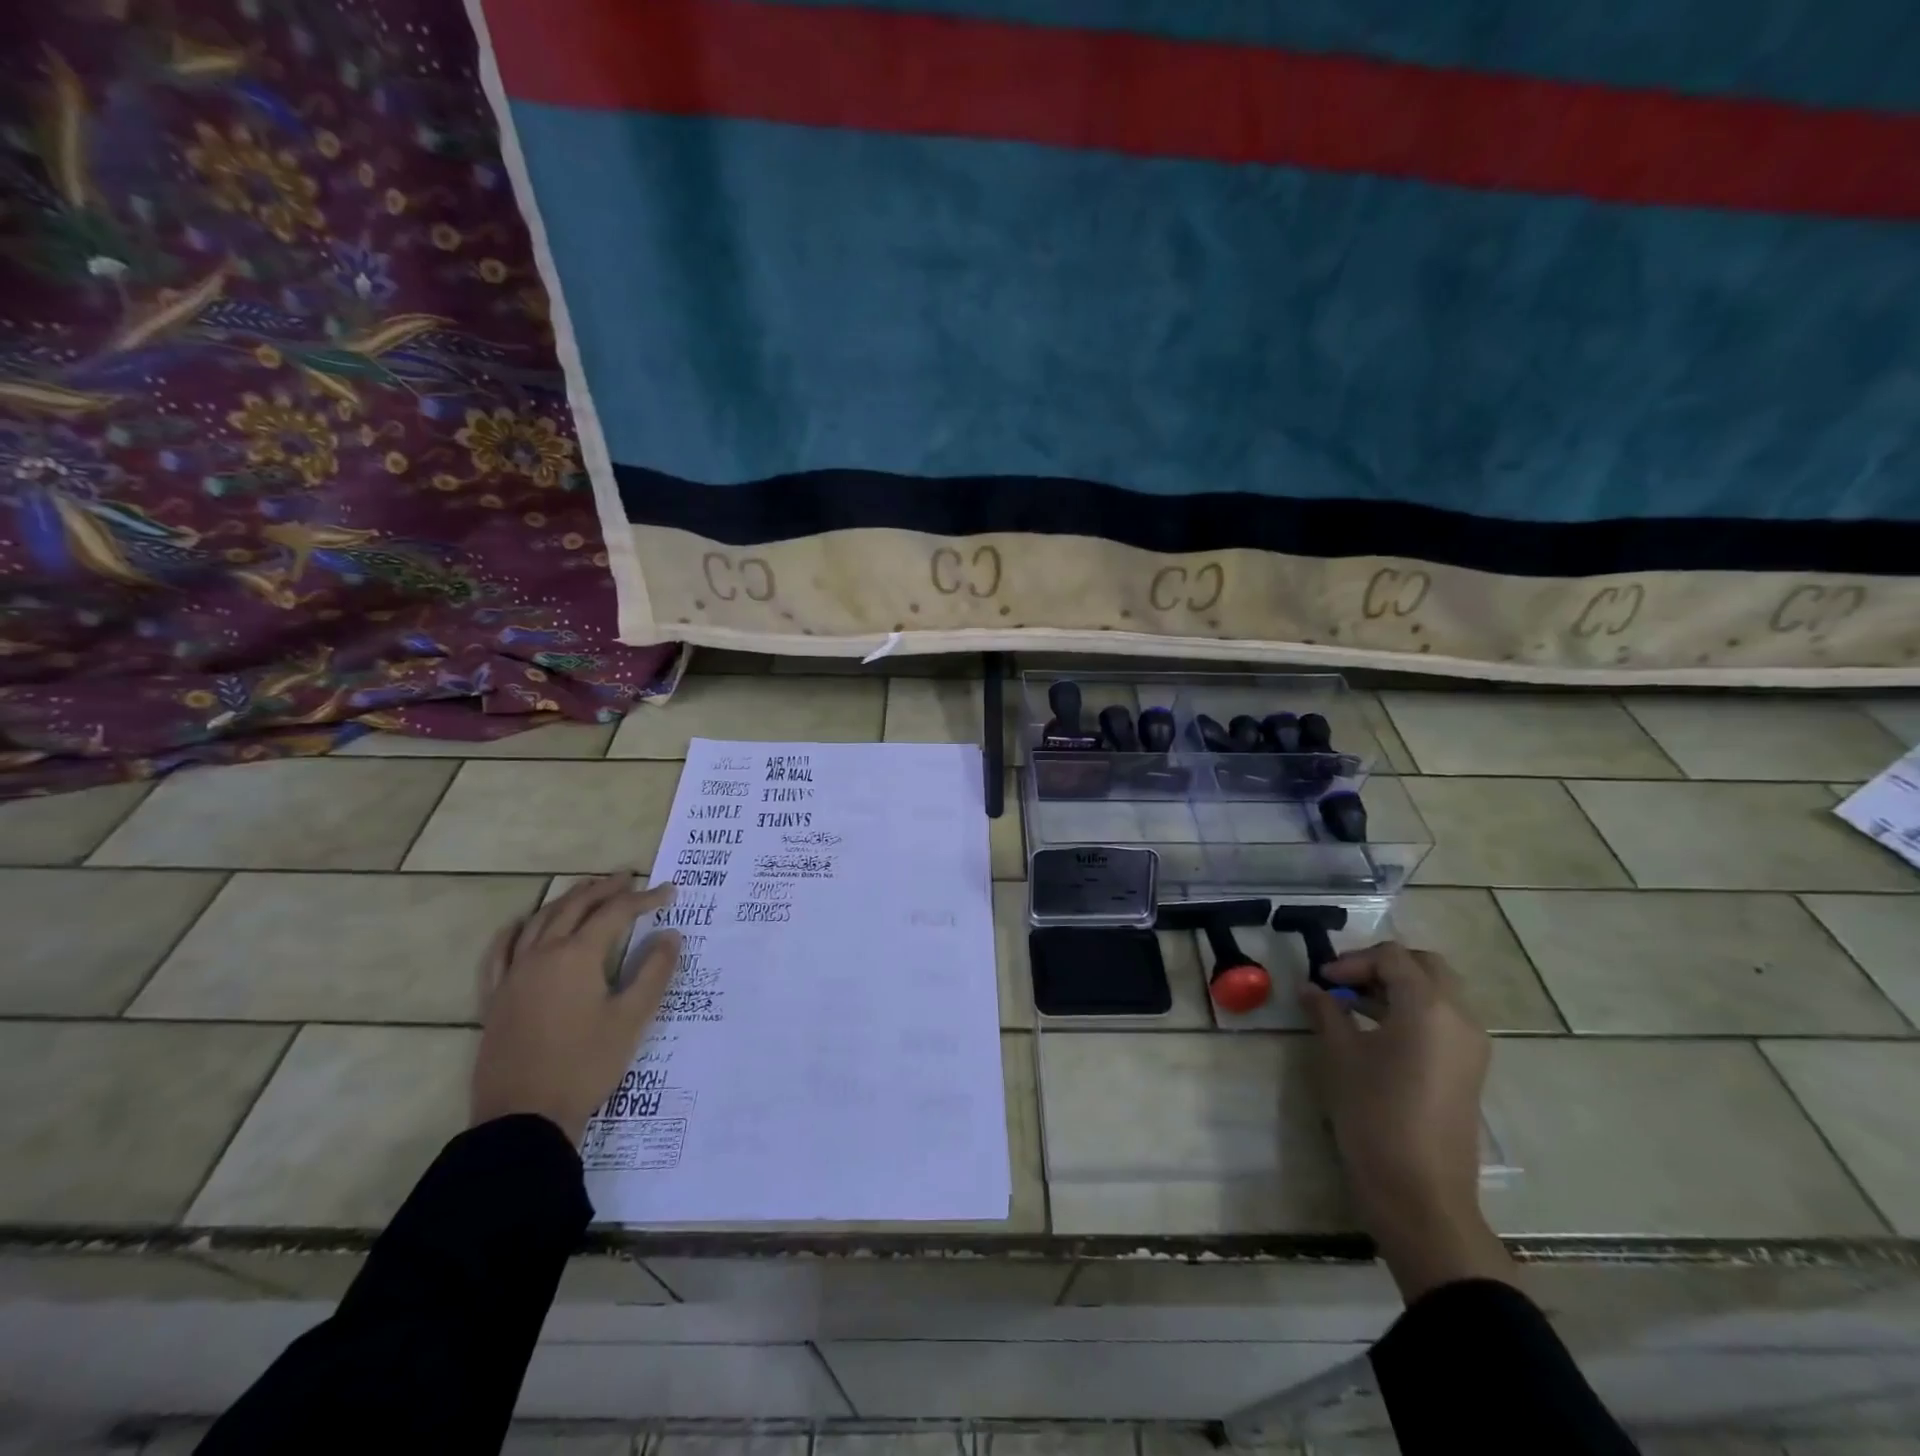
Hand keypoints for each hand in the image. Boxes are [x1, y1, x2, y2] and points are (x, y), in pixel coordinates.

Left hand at [471, 872, 682, 1146]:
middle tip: (628, 879)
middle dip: (604, 889)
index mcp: (577, 956)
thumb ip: (654, 972)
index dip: (645, 899)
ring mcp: (512, 975)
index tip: (669, 892)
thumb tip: (671, 934)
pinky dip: (515, 930)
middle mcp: (541, 955)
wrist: (524, 1118)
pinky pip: (499, 952)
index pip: (615, 913)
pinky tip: (521, 925)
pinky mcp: (494, 998)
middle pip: (574, 907)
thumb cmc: (585, 1065)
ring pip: (538, 921)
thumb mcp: (631, 1019)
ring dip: (566, 900)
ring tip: (586, 891)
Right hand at [1299, 940, 1513, 1299]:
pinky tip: (1378, 1032)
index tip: (1323, 981)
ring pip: (1438, 992)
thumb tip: (1311, 988)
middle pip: (1425, 966)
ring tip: (1354, 1006)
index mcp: (1429, 1007)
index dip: (1353, 961)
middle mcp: (1460, 1017)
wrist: (1420, 1193)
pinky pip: (1444, 1019)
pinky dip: (1413, 1011)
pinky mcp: (1470, 1069)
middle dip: (1382, 965)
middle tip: (1344, 982)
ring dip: (1398, 988)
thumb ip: (1327, 1011)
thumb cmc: (1375, 1114)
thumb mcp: (1341, 1056)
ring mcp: (1471, 1045)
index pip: (1392, 957)